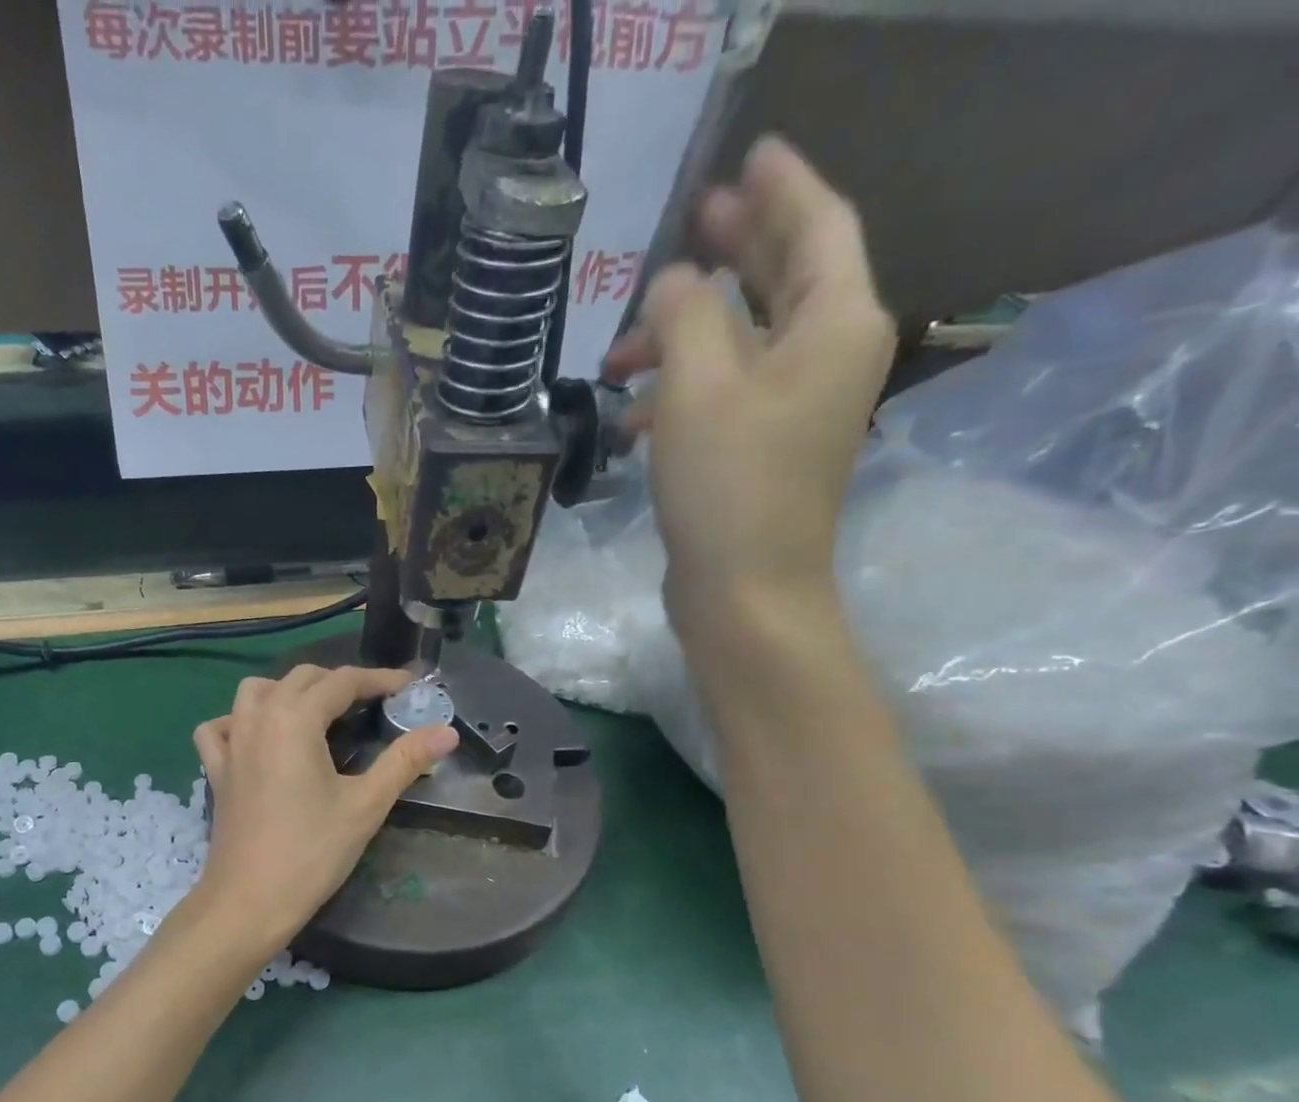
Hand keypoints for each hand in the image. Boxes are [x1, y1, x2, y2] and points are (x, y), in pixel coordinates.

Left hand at [191, 665, 457, 956]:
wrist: (249, 901)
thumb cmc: (312, 852)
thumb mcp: (366, 805)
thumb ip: (405, 761)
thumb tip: (447, 732)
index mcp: (294, 719)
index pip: (342, 682)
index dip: (379, 680)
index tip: (408, 686)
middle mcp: (258, 718)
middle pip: (301, 678)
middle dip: (340, 682)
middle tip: (374, 703)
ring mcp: (231, 742)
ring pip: (255, 691)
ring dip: (289, 690)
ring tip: (317, 713)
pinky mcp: (215, 769)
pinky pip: (220, 727)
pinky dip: (239, 720)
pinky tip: (257, 737)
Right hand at [603, 136, 895, 648]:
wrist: (745, 593)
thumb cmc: (728, 485)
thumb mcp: (697, 386)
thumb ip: (684, 313)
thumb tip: (673, 283)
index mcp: (835, 324)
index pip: (817, 226)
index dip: (781, 186)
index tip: (748, 155)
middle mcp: (827, 357)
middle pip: (783, 279)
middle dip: (733, 250)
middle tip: (689, 219)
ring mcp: (796, 409)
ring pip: (741, 344)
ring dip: (683, 338)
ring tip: (619, 352)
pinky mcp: (761, 451)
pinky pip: (724, 396)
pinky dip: (680, 393)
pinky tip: (630, 416)